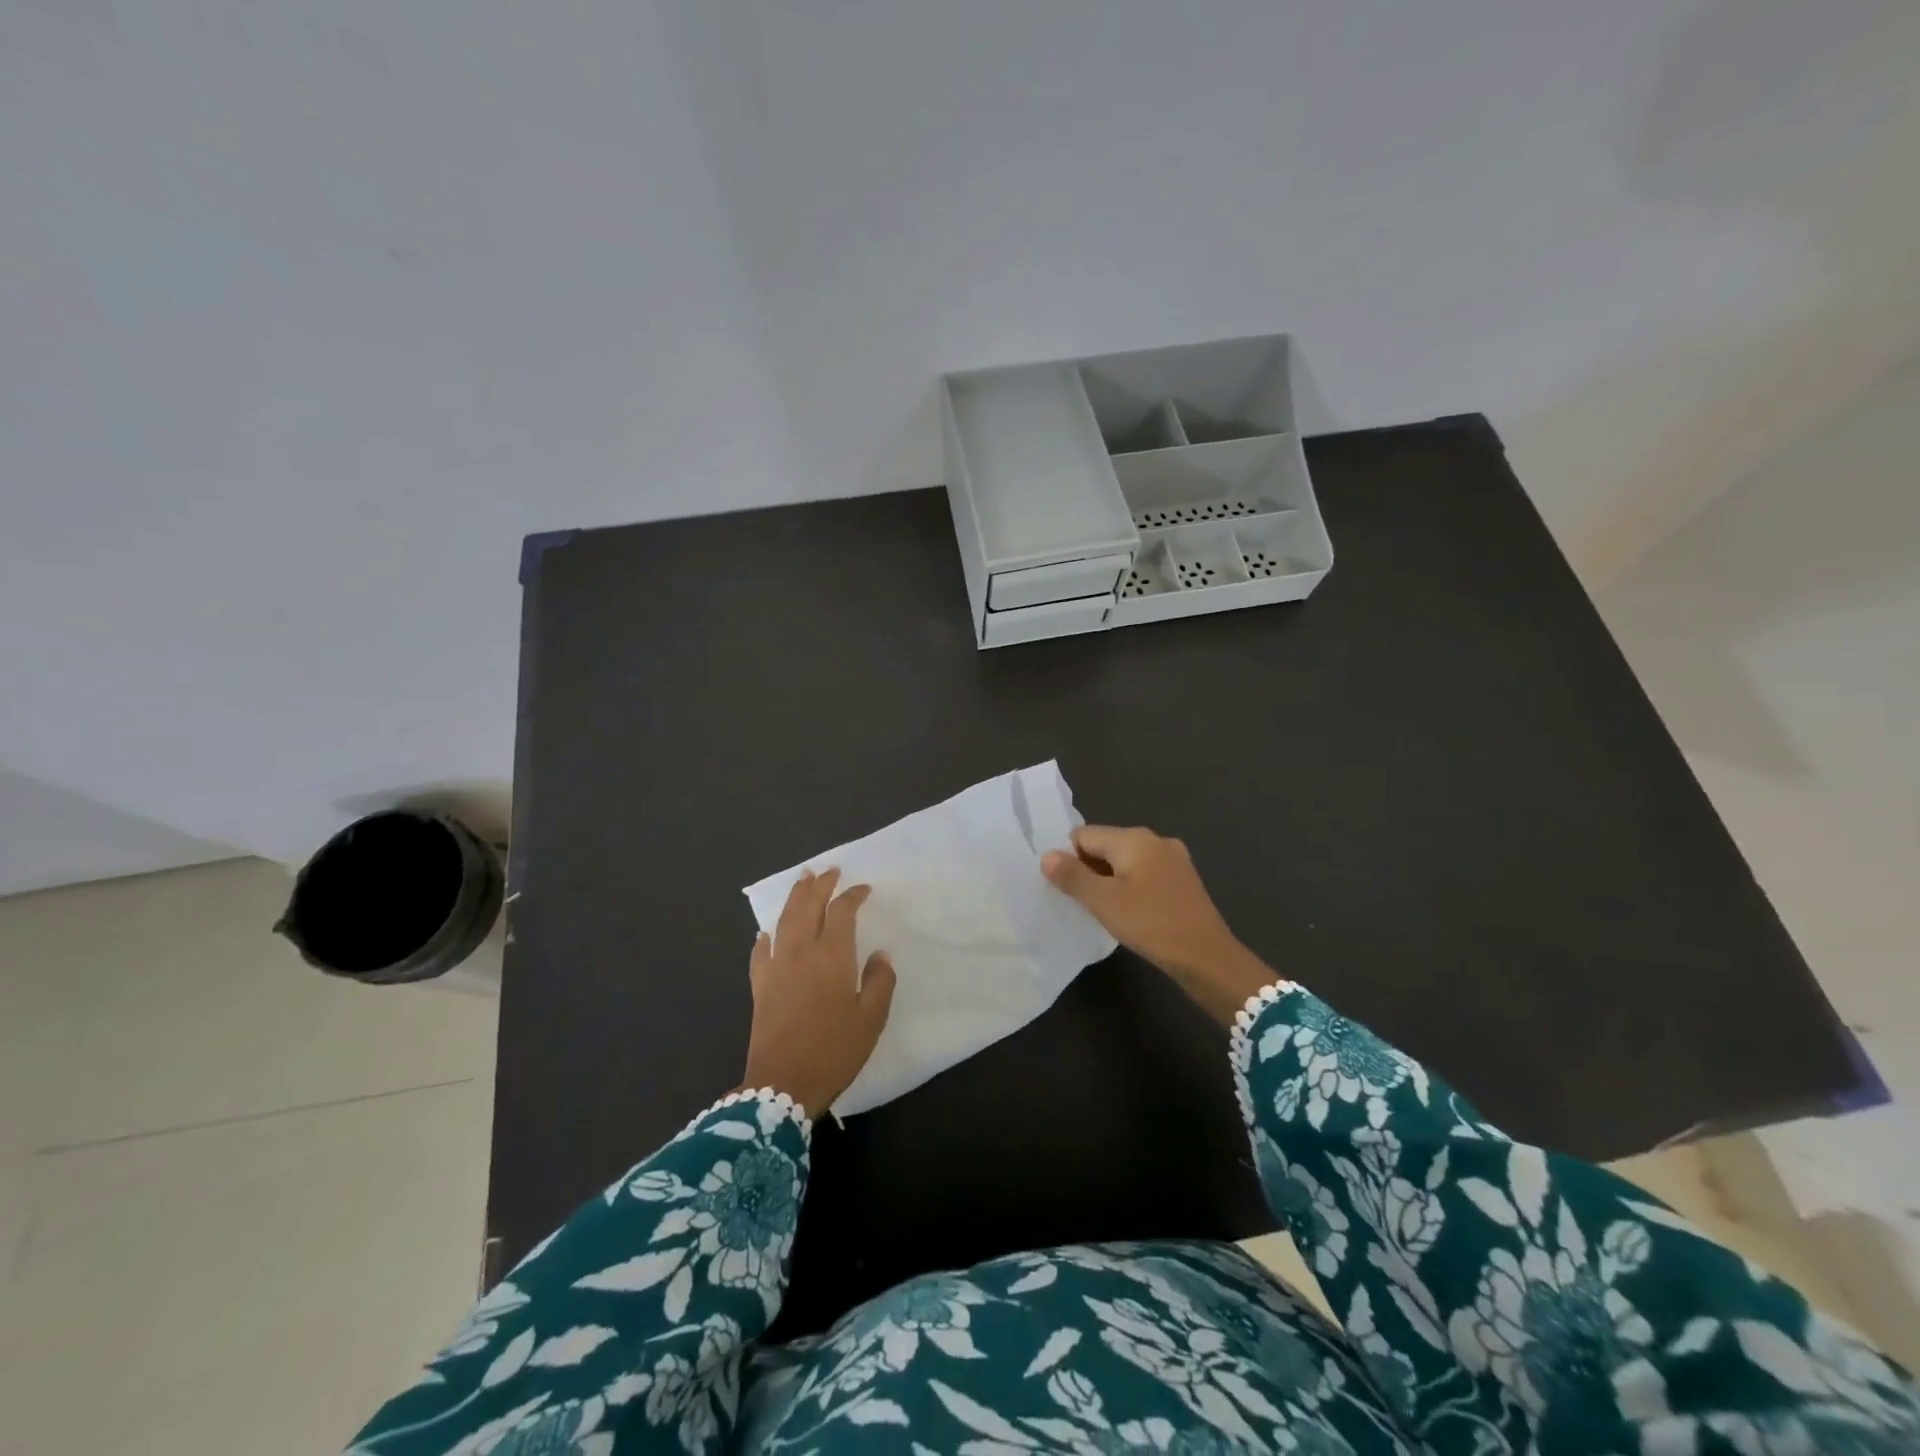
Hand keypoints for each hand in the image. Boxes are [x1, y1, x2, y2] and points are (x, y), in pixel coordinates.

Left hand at [739, 868, 895, 1117]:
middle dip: (819, 886)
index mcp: (832, 956)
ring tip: (802, 881)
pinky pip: (761, 952)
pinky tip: (767, 933)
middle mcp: (801, 953)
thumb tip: (880, 955)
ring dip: (794, 898)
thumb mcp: (871, 1019)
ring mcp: (776, 968)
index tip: (863, 889)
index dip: (852, 896)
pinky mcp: (760, 987)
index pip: (842, 912)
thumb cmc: (835, 1051)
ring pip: (784, 921)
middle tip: (829, 871)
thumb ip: (879, 982)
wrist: (783, 1086)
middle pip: (808, 907)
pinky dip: (766, 937)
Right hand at [1042, 825, 1279, 1024]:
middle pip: (1105, 846)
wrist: (1208, 957)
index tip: (1067, 890)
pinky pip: (1144, 875)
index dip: (1069, 859)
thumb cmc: (1151, 923)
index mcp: (1134, 838)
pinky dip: (1130, 889)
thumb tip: (1047, 856)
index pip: (1084, 835)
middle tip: (1083, 904)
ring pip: (1125, 862)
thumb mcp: (1103, 901)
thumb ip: (1072, 876)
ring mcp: (1173, 859)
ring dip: (1109, 882)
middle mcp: (1155, 839)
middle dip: (1089, 870)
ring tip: (1105, 912)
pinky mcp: (1183, 881)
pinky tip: (1131, 915)